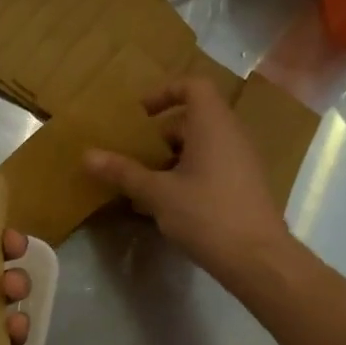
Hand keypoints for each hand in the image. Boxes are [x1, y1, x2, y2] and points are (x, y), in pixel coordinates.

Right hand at [85, 77, 292, 284]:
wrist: (258, 259)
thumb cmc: (207, 215)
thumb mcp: (158, 193)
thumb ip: (123, 172)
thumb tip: (87, 155)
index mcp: (213, 125)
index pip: (193, 85)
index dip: (165, 92)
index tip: (141, 114)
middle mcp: (232, 135)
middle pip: (195, 117)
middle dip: (161, 133)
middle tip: (135, 153)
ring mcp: (243, 160)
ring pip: (202, 144)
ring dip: (172, 156)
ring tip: (145, 181)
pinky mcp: (245, 185)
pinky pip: (213, 164)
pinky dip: (189, 173)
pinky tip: (168, 203)